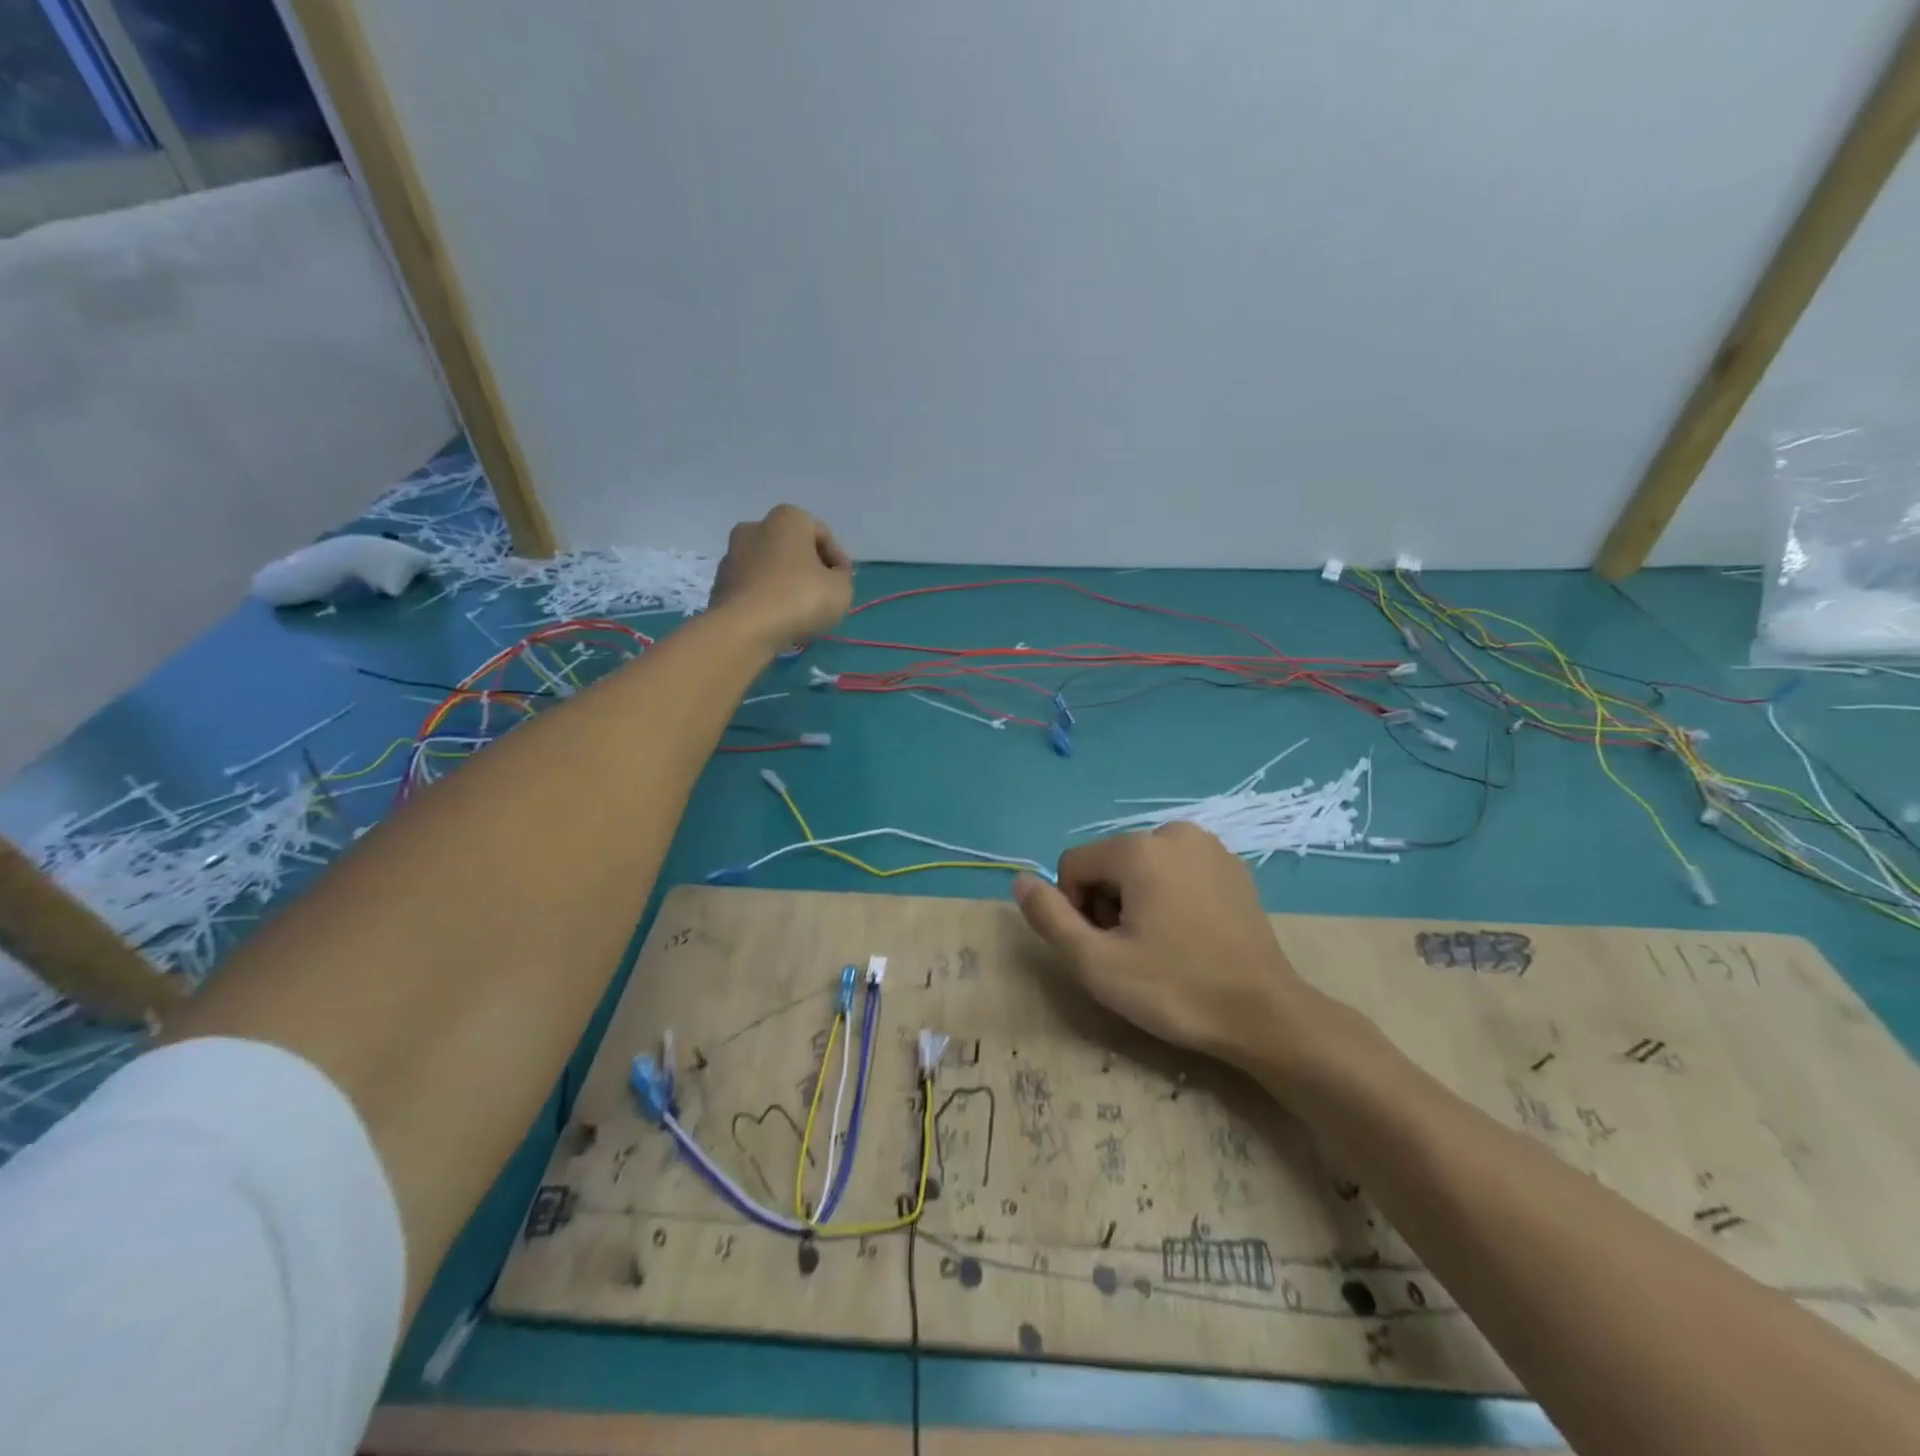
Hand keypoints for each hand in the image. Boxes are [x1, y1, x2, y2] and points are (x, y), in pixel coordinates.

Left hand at [709, 505, 853, 649]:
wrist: (744, 628)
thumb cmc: (799, 599)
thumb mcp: (841, 590)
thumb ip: (842, 577)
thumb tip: (832, 576)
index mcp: (788, 519)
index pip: (822, 534)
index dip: (838, 559)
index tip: (845, 582)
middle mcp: (756, 526)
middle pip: (792, 546)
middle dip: (808, 566)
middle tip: (823, 593)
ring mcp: (732, 553)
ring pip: (769, 565)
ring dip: (785, 580)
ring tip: (799, 608)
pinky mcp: (720, 582)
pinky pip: (753, 585)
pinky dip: (765, 595)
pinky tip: (776, 616)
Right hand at [1012, 823, 1323, 1074]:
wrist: (1266, 1015)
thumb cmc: (1176, 990)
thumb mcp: (1096, 964)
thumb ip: (1049, 918)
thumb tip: (1019, 880)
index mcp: (1139, 849)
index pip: (1073, 866)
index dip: (1076, 910)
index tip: (1106, 947)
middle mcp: (1174, 832)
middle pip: (1108, 864)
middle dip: (1108, 904)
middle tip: (1135, 952)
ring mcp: (1209, 847)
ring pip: (1141, 867)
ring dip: (1137, 901)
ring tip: (1163, 945)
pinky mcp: (1232, 867)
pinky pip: (1176, 871)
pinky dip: (1169, 896)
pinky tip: (1191, 936)